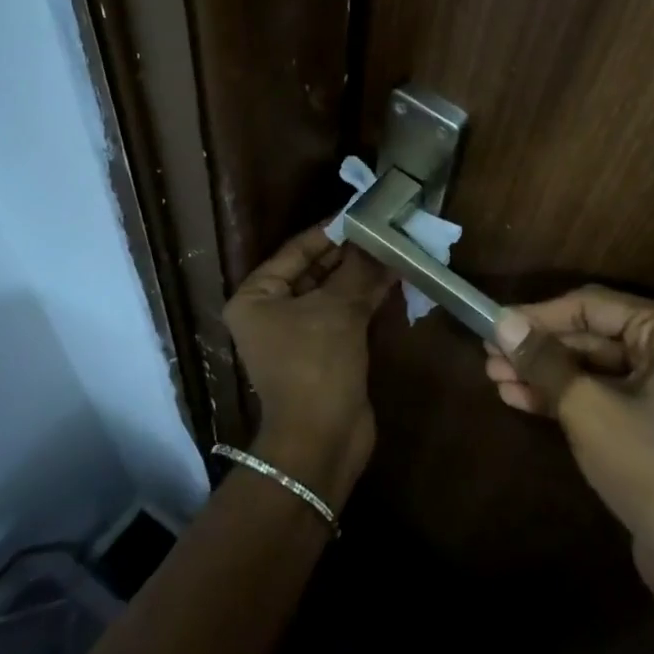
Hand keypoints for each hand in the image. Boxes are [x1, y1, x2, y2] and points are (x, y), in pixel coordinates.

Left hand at [224, 226, 392, 507]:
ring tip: (396, 246)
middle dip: (351, 253)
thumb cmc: (316, 365)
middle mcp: (272, 312)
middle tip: (386, 228)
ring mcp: (299, 333)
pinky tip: (396, 276)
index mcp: (256, 297)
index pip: (296, 250)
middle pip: (315, 270)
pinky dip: (367, 297)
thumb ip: (359, 269)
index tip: (363, 212)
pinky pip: (345, 313)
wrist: (323, 441)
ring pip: (334, 292)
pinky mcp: (325, 351)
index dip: (331, 230)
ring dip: (363, 273)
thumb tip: (380, 238)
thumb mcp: (338, 309)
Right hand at [485, 288, 653, 620]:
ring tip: (495, 378)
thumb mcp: (587, 409)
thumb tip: (502, 324)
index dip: (538, 314)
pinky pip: (609, 394)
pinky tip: (521, 399)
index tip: (494, 324)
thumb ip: (543, 361)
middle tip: (489, 355)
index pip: (592, 305)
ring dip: (548, 373)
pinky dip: (570, 396)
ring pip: (597, 367)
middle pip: (594, 335)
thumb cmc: (651, 468)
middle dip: (540, 347)